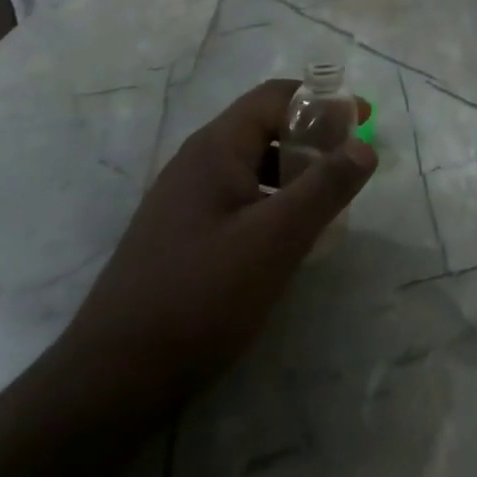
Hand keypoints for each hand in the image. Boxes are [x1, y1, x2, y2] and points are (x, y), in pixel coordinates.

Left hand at [53, 80, 376, 410]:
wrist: (112, 380)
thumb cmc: (201, 296)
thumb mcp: (276, 238)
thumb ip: (325, 187)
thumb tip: (365, 145)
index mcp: (216, 148)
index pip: (276, 96)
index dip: (323, 100)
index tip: (362, 119)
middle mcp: (197, 163)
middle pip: (264, 126)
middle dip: (313, 136)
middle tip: (351, 163)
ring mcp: (184, 200)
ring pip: (252, 165)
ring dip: (295, 169)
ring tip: (329, 199)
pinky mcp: (182, 234)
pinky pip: (238, 197)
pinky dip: (273, 199)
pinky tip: (288, 236)